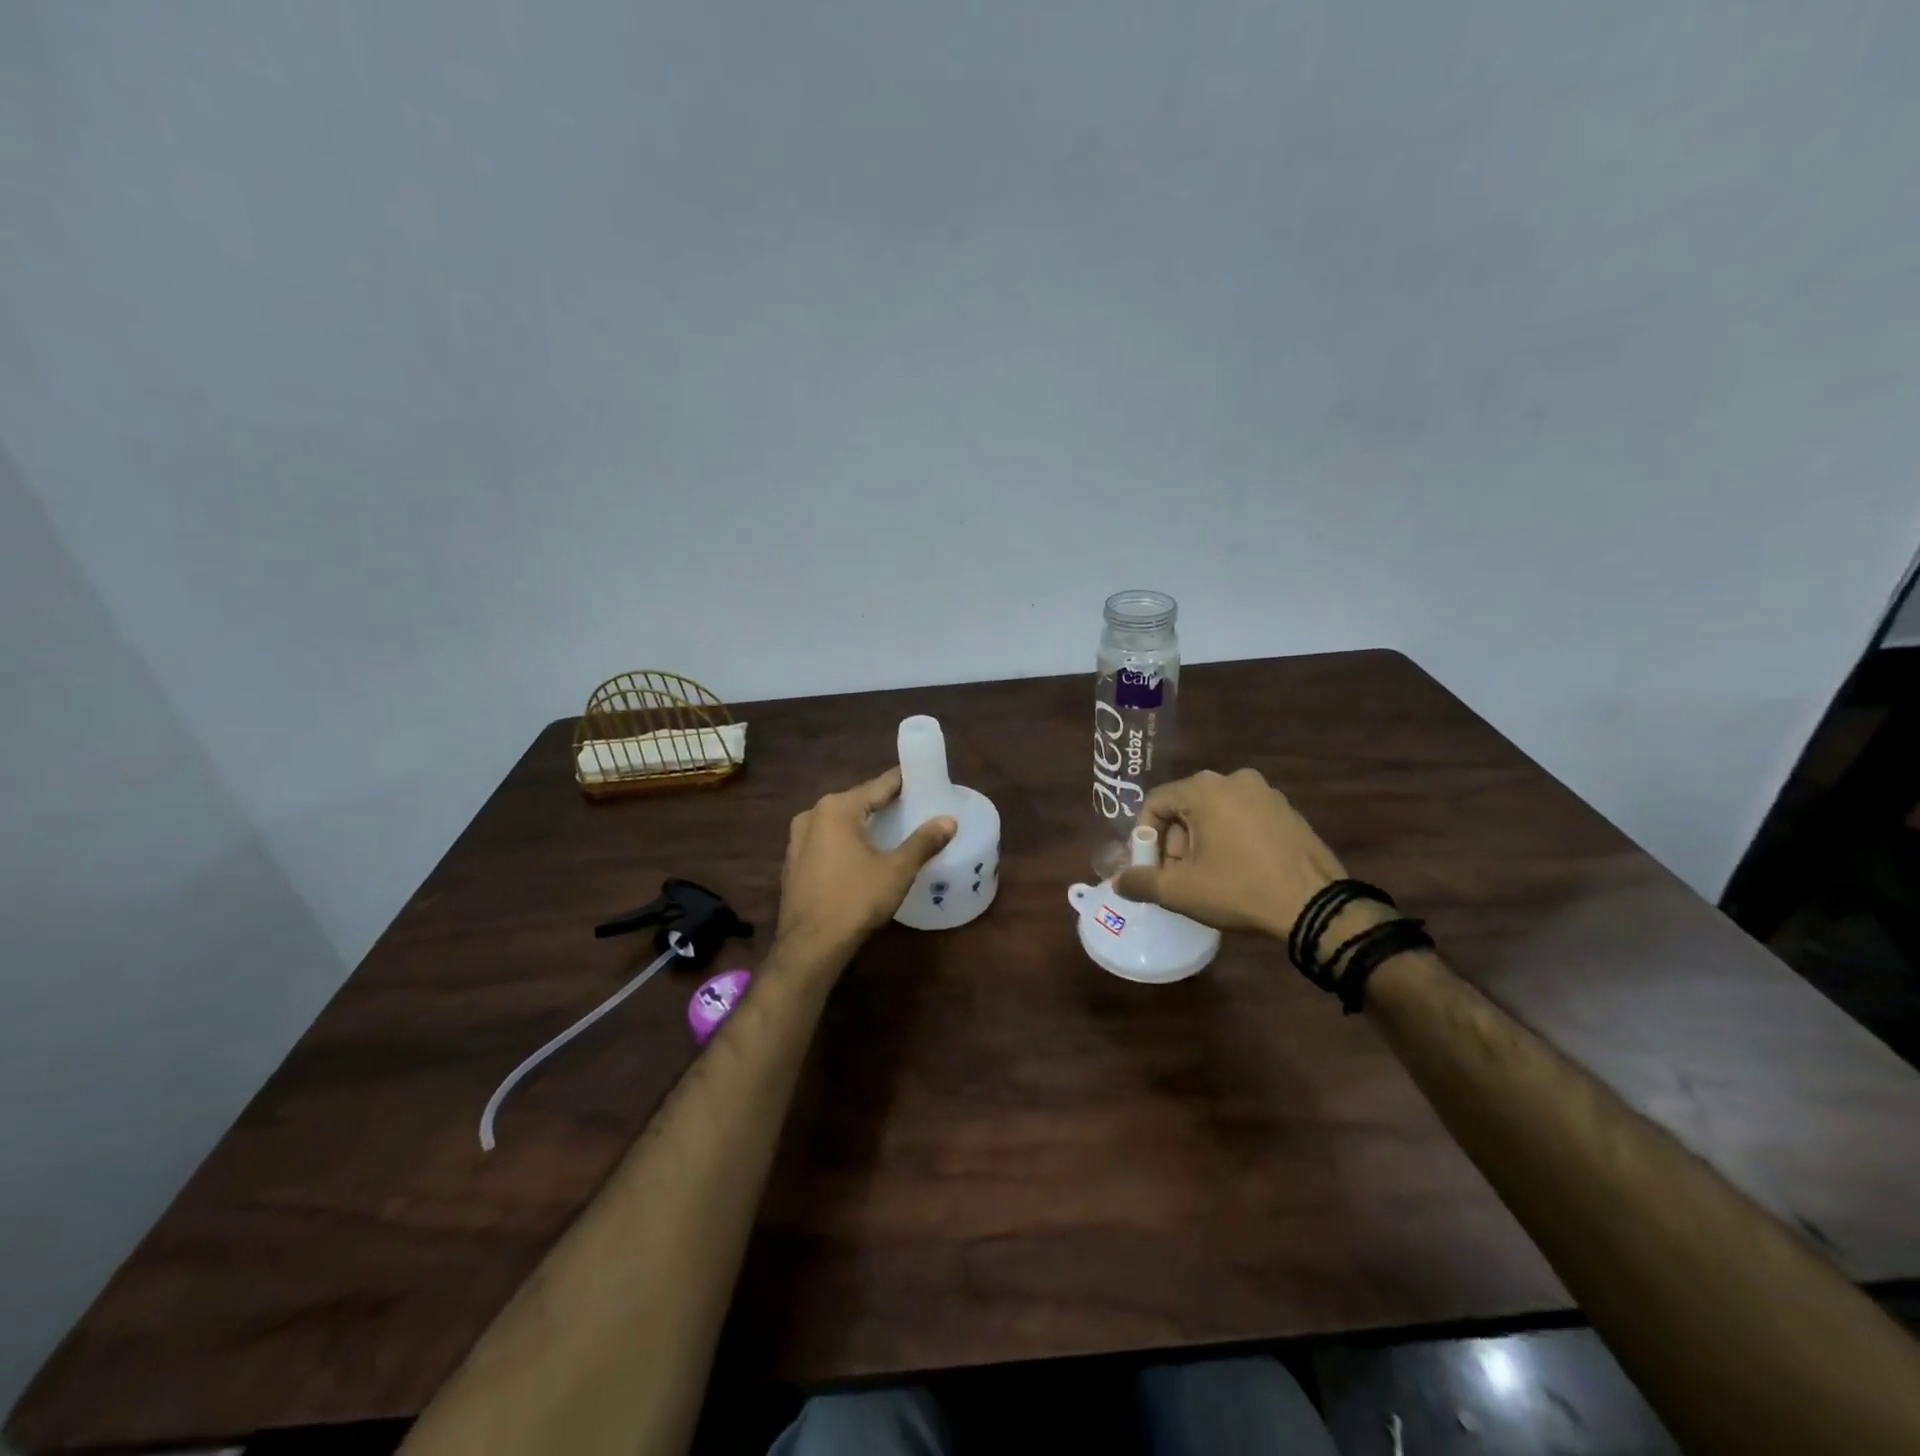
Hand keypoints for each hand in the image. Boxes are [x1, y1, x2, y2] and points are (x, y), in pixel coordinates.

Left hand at [773, 768, 956, 961]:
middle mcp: (812, 815)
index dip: (903, 782)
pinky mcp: (793, 862)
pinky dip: (846, 841)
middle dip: (884, 803)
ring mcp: (798, 839)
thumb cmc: (856, 900)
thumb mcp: (897, 870)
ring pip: (840, 822)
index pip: (878, 785)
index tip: (923, 780)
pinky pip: (826, 841)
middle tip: (913, 807)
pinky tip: (861, 855)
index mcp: (837, 808)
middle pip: (857, 801)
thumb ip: (924, 841)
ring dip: (864, 823)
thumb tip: (949, 820)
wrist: (810, 945)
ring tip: (891, 830)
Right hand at [1112, 768, 1345, 938]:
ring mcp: (1267, 793)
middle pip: (1185, 807)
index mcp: (1204, 789)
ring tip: (1210, 877)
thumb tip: (1118, 881)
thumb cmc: (1239, 890)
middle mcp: (1235, 779)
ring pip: (1215, 813)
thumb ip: (1140, 882)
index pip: (1156, 803)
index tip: (1152, 868)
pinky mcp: (1288, 811)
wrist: (1316, 906)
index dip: (1145, 837)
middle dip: (1175, 842)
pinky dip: (1232, 839)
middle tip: (1180, 877)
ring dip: (1202, 842)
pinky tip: (1240, 871)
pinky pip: (1244, 818)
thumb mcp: (1180, 891)